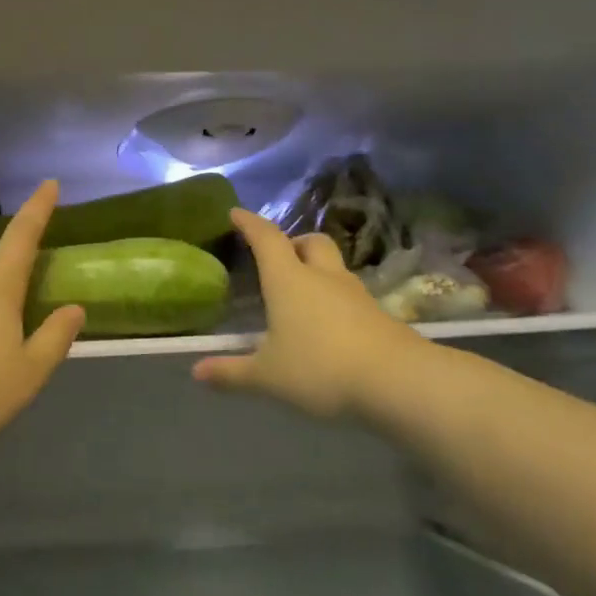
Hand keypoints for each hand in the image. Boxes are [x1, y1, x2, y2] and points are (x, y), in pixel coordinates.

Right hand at [193, 208, 412, 419]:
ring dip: (317, 271)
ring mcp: (355, 294)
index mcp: (289, 280)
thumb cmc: (320, 368)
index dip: (250, 223)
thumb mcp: (267, 376)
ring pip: (334, 267)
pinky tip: (329, 326)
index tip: (236, 213)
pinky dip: (335, 300)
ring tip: (302, 296)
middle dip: (293, 243)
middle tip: (279, 259)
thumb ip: (232, 373)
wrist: (398, 381)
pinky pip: (350, 295)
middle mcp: (322, 277)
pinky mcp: (379, 314)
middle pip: (310, 241)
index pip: (266, 239)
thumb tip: (197, 372)